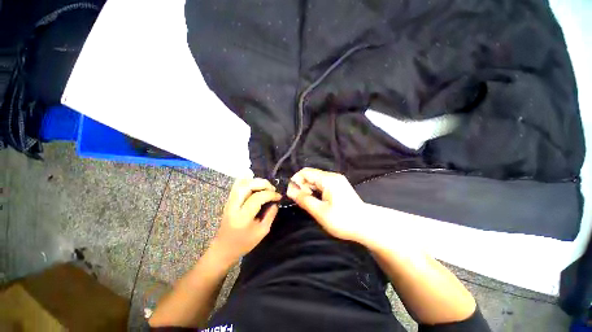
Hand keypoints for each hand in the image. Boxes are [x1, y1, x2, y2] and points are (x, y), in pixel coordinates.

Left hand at [211, 178, 280, 263]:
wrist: (224, 248)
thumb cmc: (244, 243)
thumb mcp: (262, 232)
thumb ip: (270, 215)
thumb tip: (275, 202)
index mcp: (243, 217)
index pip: (257, 198)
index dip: (270, 194)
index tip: (279, 196)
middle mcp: (234, 206)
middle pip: (247, 185)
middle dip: (263, 183)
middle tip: (272, 189)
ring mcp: (229, 202)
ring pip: (241, 183)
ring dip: (256, 181)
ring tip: (265, 187)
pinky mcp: (228, 200)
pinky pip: (237, 185)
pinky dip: (248, 181)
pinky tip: (256, 185)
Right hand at [287, 168, 366, 243]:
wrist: (366, 226)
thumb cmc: (343, 220)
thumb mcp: (320, 211)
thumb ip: (304, 199)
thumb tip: (289, 191)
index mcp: (328, 179)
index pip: (305, 172)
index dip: (295, 181)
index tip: (291, 194)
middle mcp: (332, 176)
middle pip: (311, 175)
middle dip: (302, 186)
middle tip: (301, 201)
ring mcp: (337, 181)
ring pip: (316, 180)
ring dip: (308, 190)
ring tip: (309, 203)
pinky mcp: (339, 186)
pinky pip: (322, 185)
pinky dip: (316, 191)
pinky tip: (316, 201)